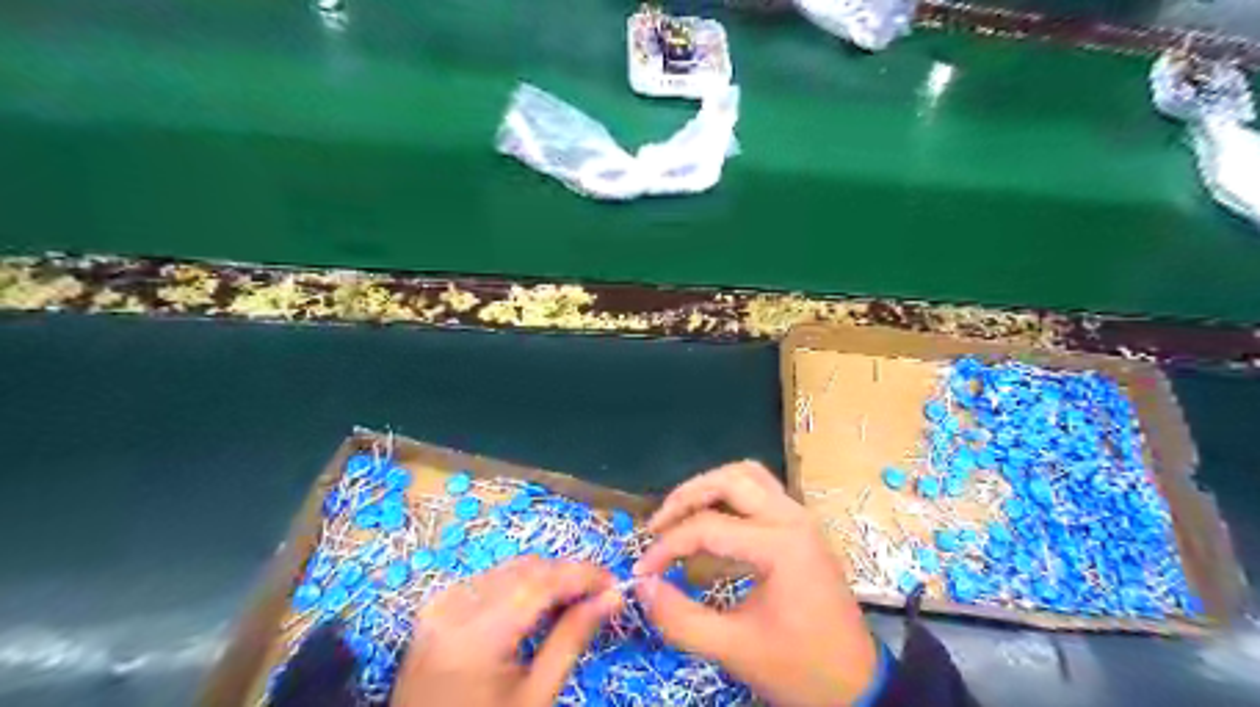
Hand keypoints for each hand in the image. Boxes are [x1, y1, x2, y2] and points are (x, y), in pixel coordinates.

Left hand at [387, 559, 619, 705]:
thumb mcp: (536, 695)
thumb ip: (572, 638)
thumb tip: (611, 596)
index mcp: (477, 635)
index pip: (542, 582)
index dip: (583, 575)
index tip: (615, 582)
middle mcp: (454, 607)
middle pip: (526, 569)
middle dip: (567, 575)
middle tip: (598, 595)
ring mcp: (440, 603)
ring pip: (509, 568)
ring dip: (545, 578)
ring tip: (571, 601)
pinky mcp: (435, 606)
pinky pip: (488, 579)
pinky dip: (518, 585)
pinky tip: (534, 607)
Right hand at [631, 461, 876, 706]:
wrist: (858, 685)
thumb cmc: (800, 669)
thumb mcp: (734, 650)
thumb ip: (681, 618)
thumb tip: (641, 585)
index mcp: (781, 545)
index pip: (708, 527)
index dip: (667, 547)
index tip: (642, 571)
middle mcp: (793, 518)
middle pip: (730, 480)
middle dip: (686, 497)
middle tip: (657, 526)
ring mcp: (801, 518)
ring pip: (748, 475)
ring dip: (710, 487)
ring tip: (681, 515)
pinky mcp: (802, 526)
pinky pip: (761, 490)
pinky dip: (730, 495)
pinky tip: (712, 521)